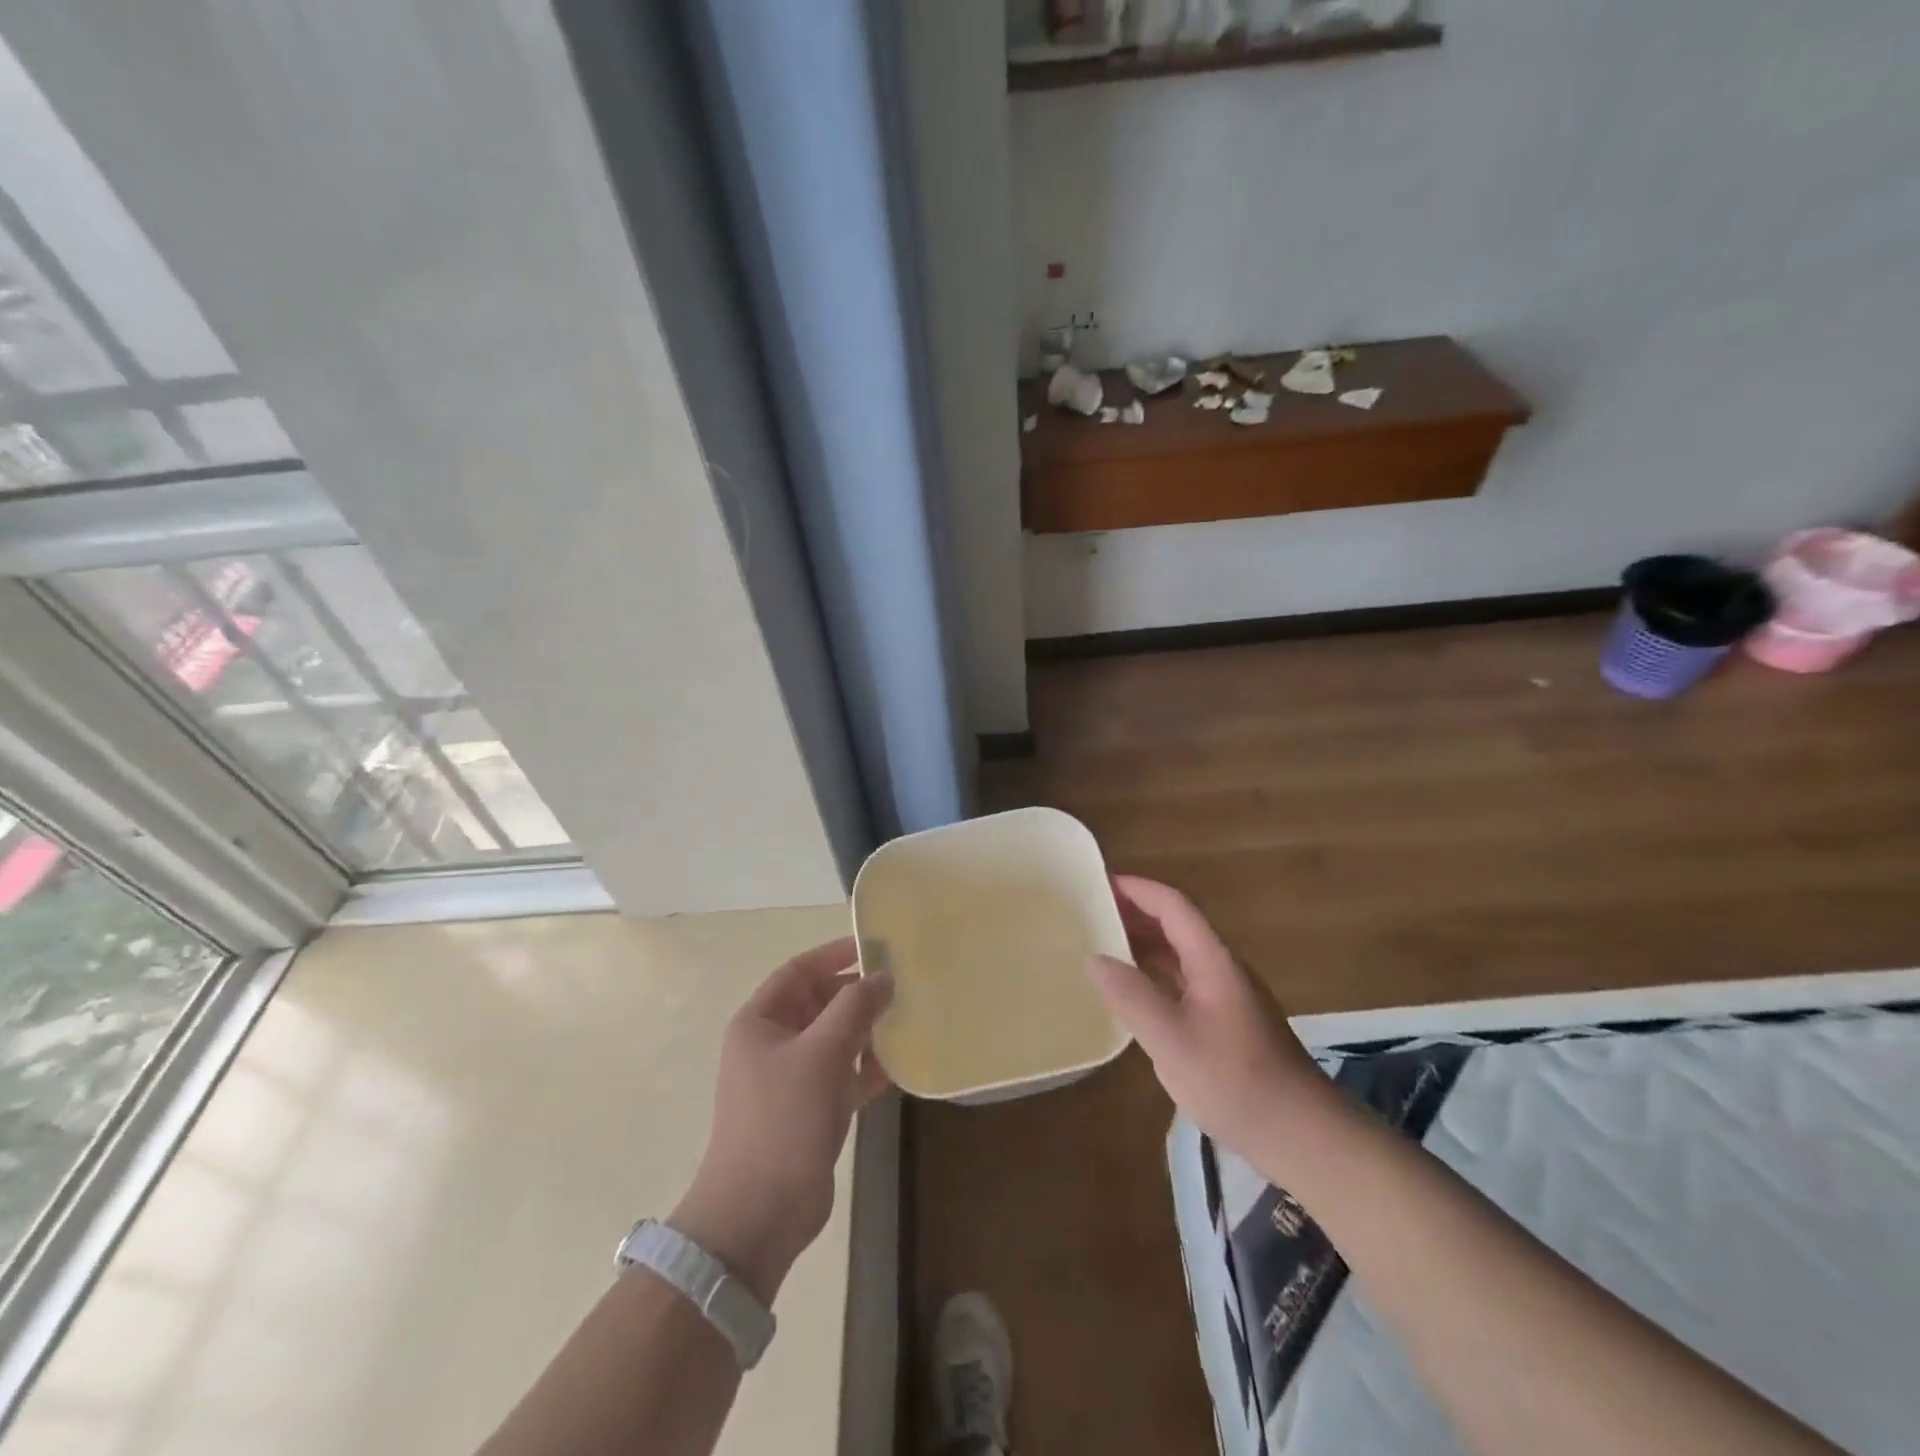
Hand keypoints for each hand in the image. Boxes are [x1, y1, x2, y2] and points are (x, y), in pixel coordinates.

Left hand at [671, 938, 891, 1302]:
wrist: (759, 1214)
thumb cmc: (782, 1120)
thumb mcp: (820, 1053)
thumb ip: (854, 1007)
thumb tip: (883, 976)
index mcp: (759, 1022)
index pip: (798, 972)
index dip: (834, 955)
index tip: (875, 948)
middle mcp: (773, 1044)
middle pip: (819, 1003)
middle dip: (856, 993)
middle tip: (901, 985)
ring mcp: (792, 1079)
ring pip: (835, 1038)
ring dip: (866, 1029)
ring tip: (907, 1018)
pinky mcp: (812, 1110)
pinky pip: (844, 1073)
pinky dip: (868, 1066)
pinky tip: (900, 1062)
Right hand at [1088, 876, 1323, 1158]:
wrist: (1303, 1135)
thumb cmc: (1235, 1081)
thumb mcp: (1172, 1039)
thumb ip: (1131, 995)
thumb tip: (1095, 958)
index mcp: (1213, 961)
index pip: (1173, 906)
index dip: (1137, 889)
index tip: (1099, 883)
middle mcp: (1222, 969)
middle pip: (1177, 926)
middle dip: (1135, 914)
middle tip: (1091, 914)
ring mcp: (1228, 997)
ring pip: (1181, 956)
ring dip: (1144, 946)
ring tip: (1103, 947)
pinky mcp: (1229, 1023)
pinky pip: (1185, 983)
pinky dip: (1155, 976)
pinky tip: (1134, 995)